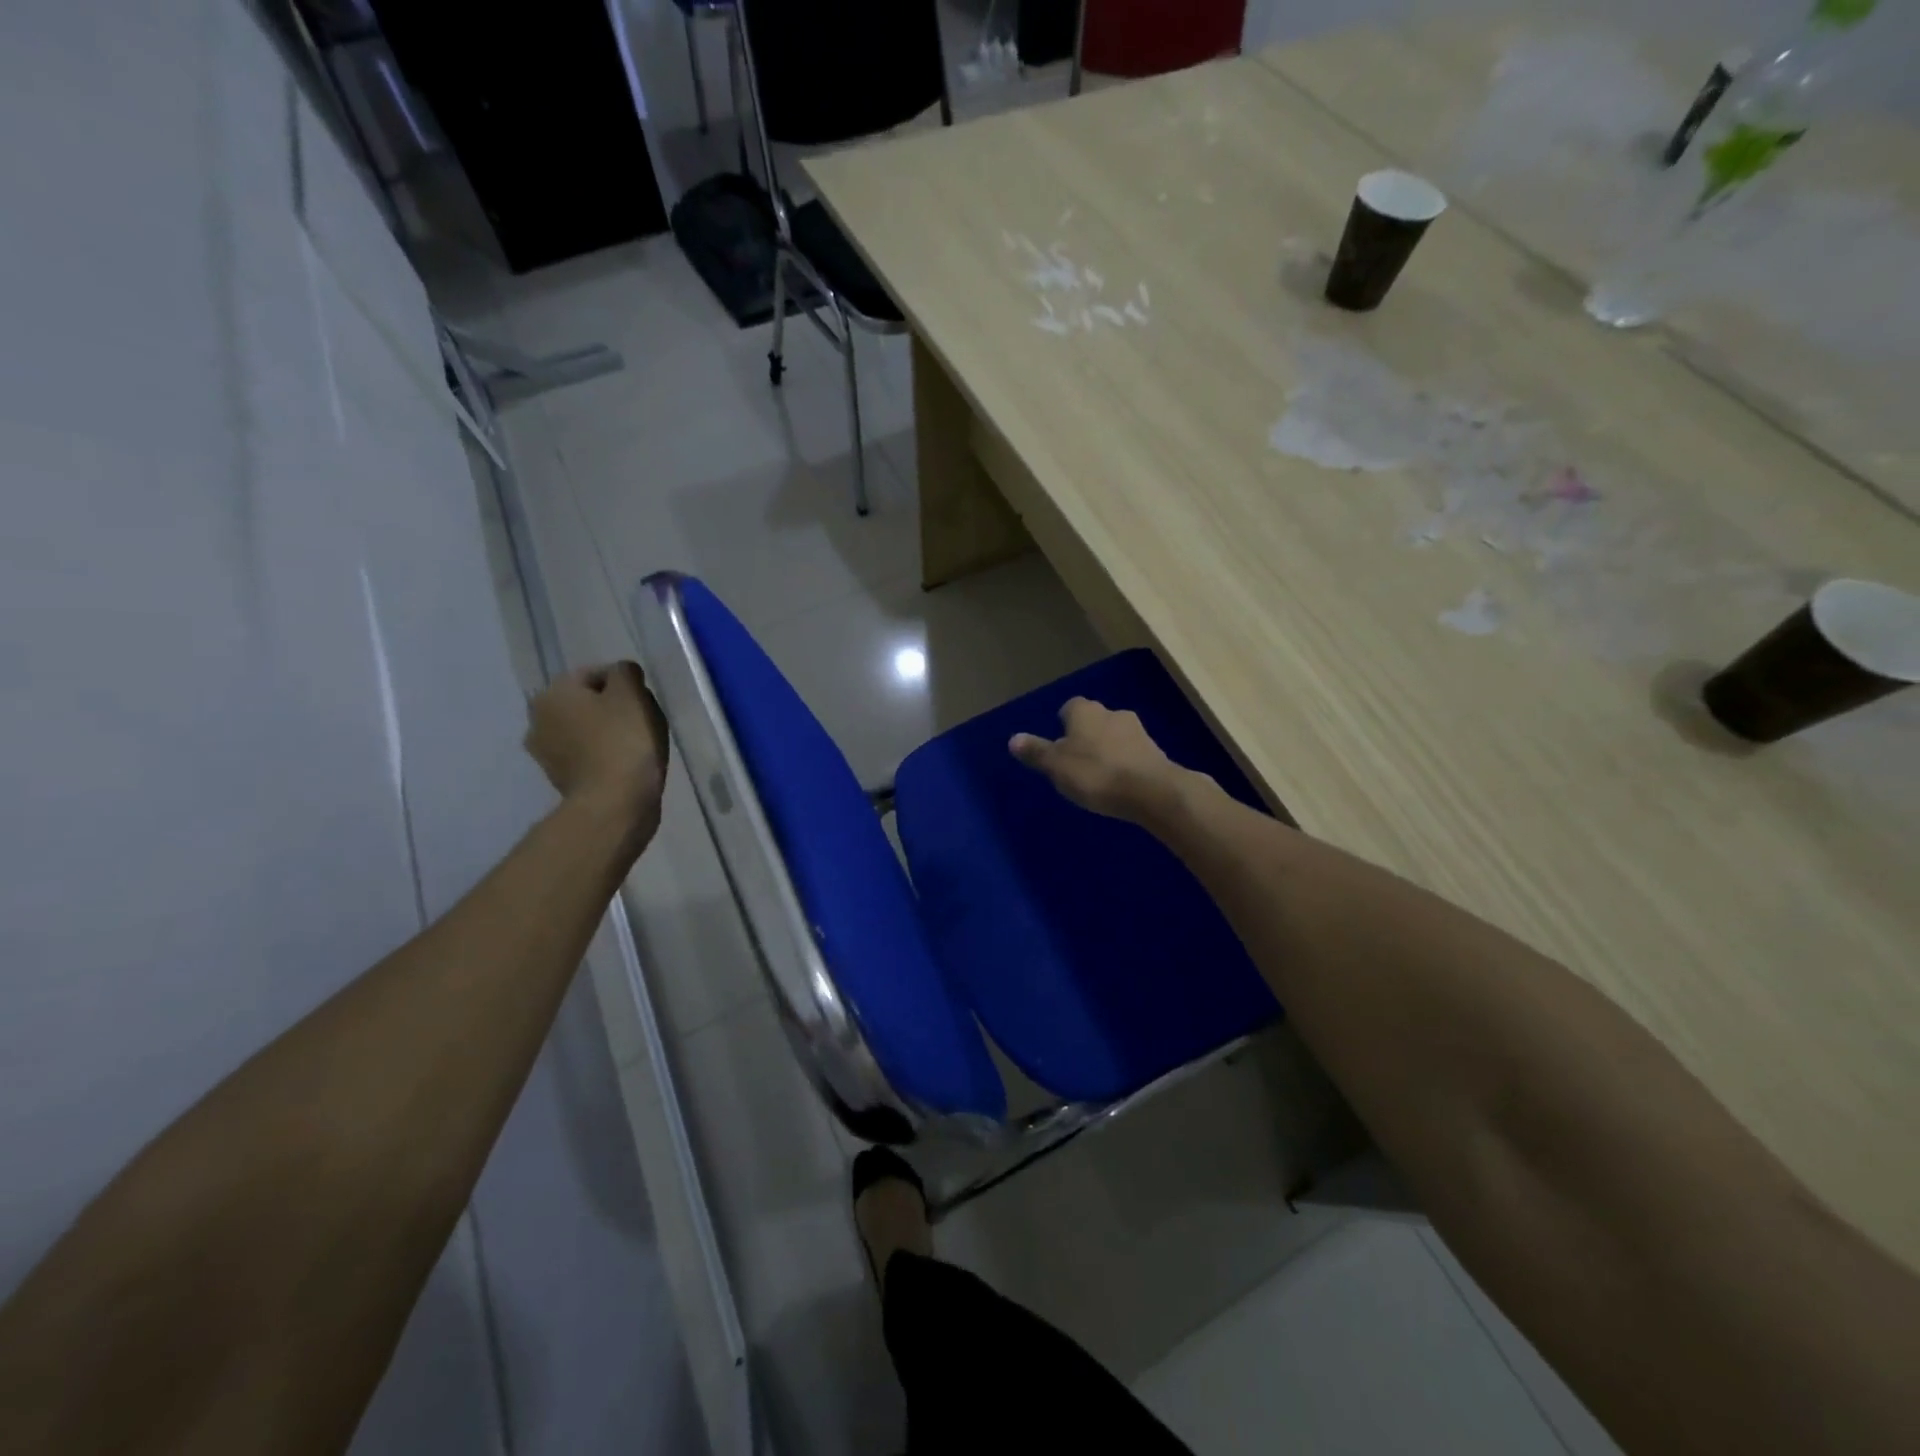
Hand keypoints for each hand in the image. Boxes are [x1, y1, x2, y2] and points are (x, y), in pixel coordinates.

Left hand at [524, 663, 669, 838]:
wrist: (614, 803)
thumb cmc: (624, 741)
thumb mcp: (632, 694)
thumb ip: (625, 673)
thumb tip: (621, 674)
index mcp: (552, 693)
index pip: (594, 674)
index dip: (625, 684)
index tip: (645, 701)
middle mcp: (538, 719)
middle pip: (586, 702)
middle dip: (612, 708)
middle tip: (643, 721)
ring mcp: (545, 753)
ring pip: (584, 729)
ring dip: (606, 732)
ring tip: (636, 745)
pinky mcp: (559, 779)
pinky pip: (585, 754)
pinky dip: (602, 754)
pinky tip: (624, 764)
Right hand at [1009, 698, 1194, 825]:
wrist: (1152, 791)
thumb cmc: (1096, 774)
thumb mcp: (1056, 766)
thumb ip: (1036, 752)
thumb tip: (1013, 739)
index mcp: (1084, 711)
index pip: (1069, 708)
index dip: (1063, 724)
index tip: (1059, 745)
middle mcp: (1112, 712)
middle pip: (1093, 720)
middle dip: (1086, 737)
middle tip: (1076, 762)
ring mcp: (1137, 730)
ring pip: (1114, 736)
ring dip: (1107, 750)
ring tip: (1098, 777)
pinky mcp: (1155, 751)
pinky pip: (1131, 753)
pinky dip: (1124, 763)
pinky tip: (1120, 784)